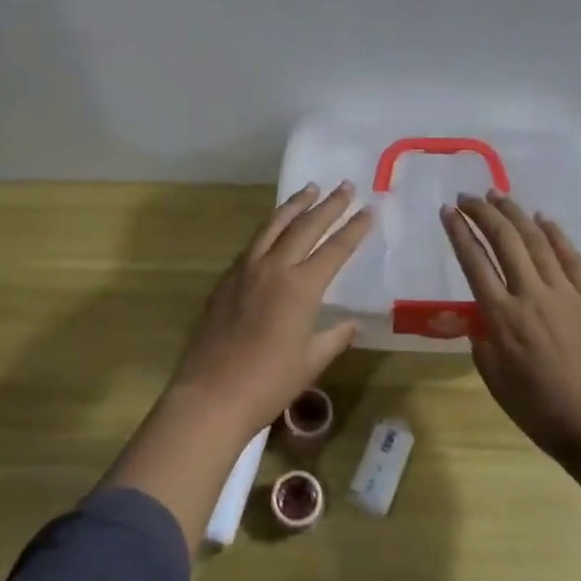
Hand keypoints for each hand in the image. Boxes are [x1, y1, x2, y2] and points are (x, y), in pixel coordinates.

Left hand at [170, 182, 372, 438]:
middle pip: (305, 226)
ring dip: (294, 205)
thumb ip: (334, 337)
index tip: (368, 210)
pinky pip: (253, 244)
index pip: (335, 249)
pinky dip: (270, 228)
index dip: (354, 229)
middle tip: (345, 186)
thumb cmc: (269, 383)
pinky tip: (274, 228)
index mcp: (301, 287)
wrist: (212, 393)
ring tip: (310, 189)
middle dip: (328, 205)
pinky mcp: (226, 279)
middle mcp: (274, 268)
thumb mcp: (310, 361)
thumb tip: (351, 323)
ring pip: (273, 226)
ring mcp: (246, 270)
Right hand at [440, 191, 580, 462]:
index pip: (474, 262)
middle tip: (468, 197)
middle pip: (503, 240)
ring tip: (498, 195)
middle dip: (482, 212)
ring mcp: (566, 293)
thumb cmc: (541, 410)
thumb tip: (481, 317)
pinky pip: (571, 257)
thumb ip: (482, 341)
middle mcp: (531, 295)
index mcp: (502, 317)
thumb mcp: (495, 380)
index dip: (458, 232)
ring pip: (536, 240)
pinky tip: (542, 218)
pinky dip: (555, 234)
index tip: (447, 212)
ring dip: (515, 214)